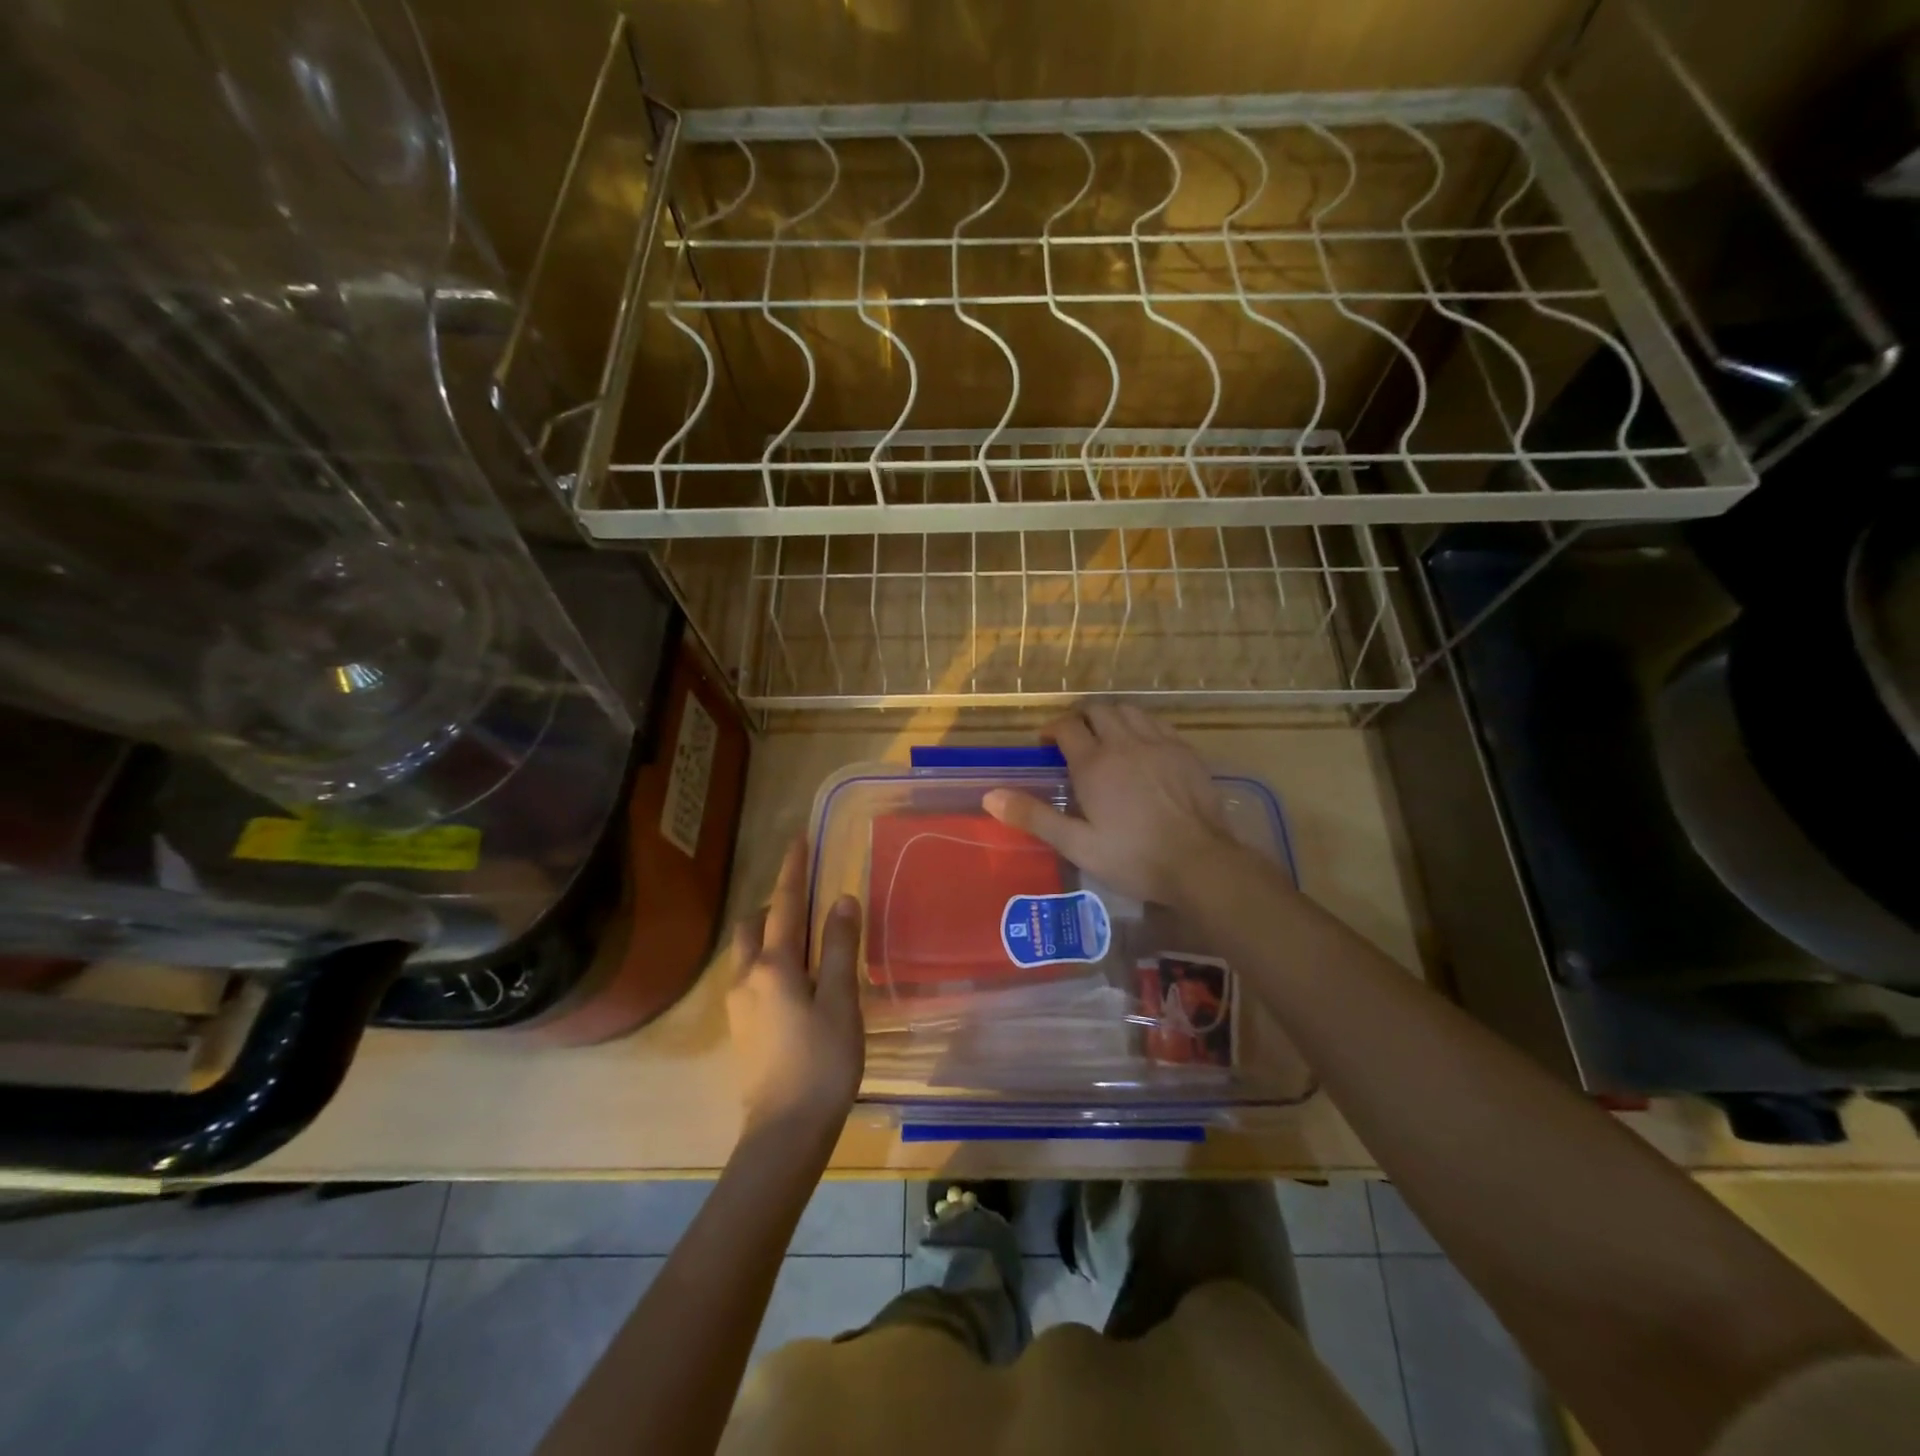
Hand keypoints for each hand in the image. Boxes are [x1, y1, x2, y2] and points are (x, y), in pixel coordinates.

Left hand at [725, 835, 863, 1142]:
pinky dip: (765, 959)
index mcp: (774, 966)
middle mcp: (746, 977)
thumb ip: (839, 948)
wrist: (784, 1132)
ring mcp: (738, 1005)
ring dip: (767, 932)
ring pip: (746, 951)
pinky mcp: (740, 1028)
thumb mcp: (840, 1001)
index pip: (784, 904)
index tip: (798, 839)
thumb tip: (840, 899)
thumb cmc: (822, 1062)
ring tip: (799, 937)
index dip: (793, 870)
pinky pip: (748, 974)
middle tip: (804, 898)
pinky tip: (790, 979)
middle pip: (754, 925)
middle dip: (774, 903)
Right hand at [983, 704, 1240, 905]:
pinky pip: (1156, 723)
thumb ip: (1033, 816)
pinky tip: (1141, 746)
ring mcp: (1158, 743)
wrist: (1199, 862)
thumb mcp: (1076, 844)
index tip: (1047, 744)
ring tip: (1106, 737)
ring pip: (1128, 710)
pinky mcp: (1184, 750)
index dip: (1053, 729)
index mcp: (1094, 763)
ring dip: (1111, 717)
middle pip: (1097, 710)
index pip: (1067, 726)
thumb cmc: (1133, 857)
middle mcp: (1124, 743)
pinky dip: (1141, 725)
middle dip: (1080, 718)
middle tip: (1074, 739)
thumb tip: (990, 796)